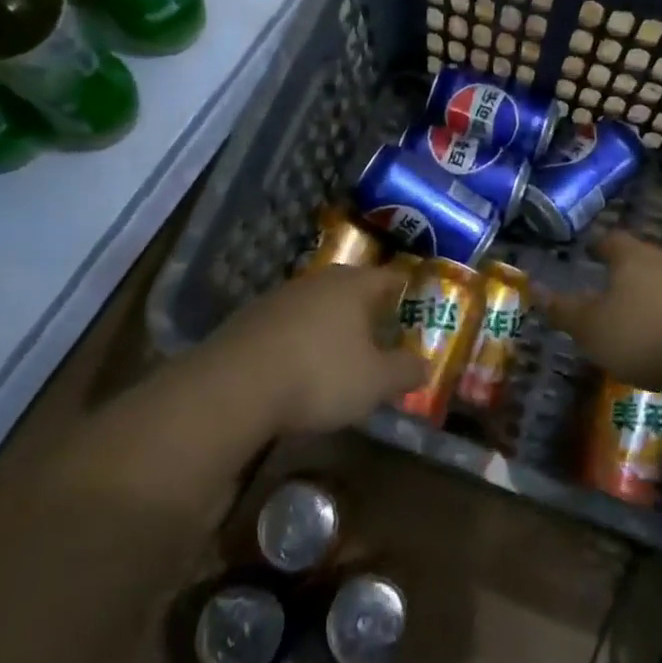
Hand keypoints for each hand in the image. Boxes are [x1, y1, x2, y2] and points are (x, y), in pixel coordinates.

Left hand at [213, 265, 427, 434]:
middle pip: (351, 287)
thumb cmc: (320, 375)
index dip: (405, 288)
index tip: (415, 298)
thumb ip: (405, 372)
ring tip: (340, 348)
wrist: (236, 385)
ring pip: (317, 303)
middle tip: (381, 327)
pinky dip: (300, 337)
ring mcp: (281, 296)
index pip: (389, 277)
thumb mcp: (375, 382)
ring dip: (330, 322)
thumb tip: (425, 366)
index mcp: (354, 286)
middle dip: (366, 306)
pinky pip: (288, 323)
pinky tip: (299, 363)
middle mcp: (319, 281)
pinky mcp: (251, 319)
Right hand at [540, 231, 661, 392]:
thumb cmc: (643, 334)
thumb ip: (563, 309)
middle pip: (640, 257)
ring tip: (634, 311)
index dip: (597, 245)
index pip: (611, 239)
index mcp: (631, 256)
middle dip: (624, 268)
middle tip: (607, 283)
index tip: (588, 252)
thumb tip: (533, 287)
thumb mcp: (591, 327)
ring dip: (649, 291)